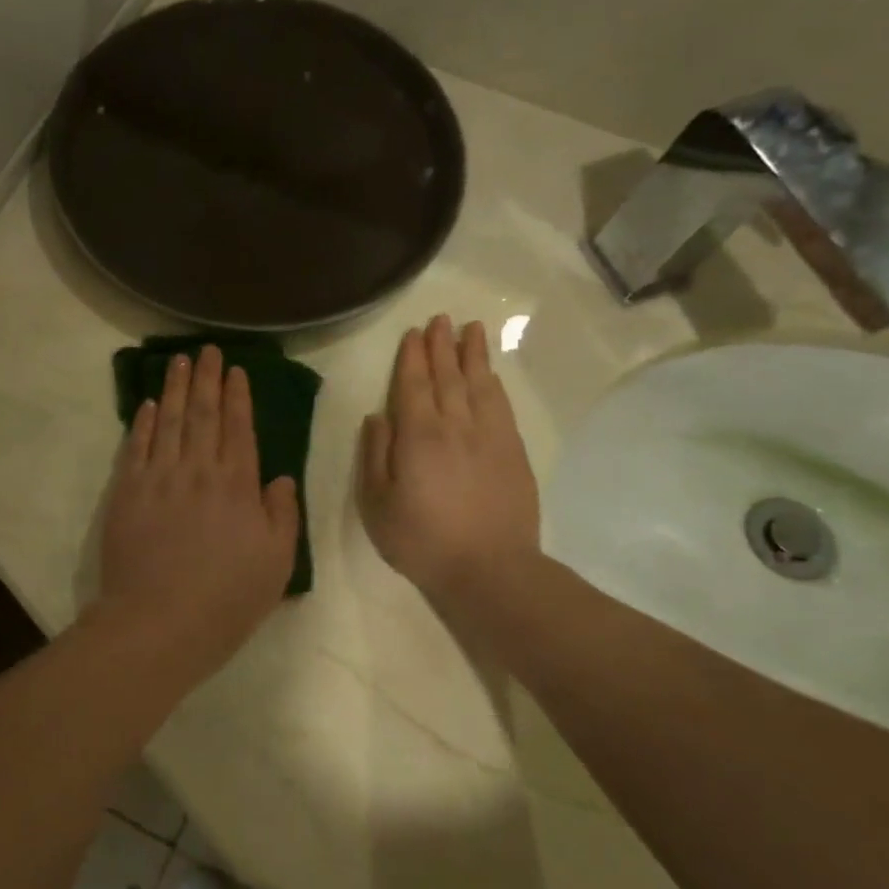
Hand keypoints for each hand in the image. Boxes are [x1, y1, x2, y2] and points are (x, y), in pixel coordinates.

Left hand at [96, 345, 299, 673]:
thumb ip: (281, 514)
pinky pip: (135, 447)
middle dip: (206, 379)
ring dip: (173, 388)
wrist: (160, 622)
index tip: (235, 370)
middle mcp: (198, 470)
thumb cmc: (227, 598)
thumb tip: (277, 478)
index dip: (237, 396)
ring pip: (166, 421)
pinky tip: (145, 405)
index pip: (238, 427)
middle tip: (206, 350)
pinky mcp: (126, 492)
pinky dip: (141, 423)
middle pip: (201, 414)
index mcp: (237, 485)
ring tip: (178, 361)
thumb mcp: (277, 562)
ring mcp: (158, 478)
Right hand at [358, 316, 541, 607]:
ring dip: (473, 355)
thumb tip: (377, 417)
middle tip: (440, 318)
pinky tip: (490, 374)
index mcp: (418, 436)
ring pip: (479, 384)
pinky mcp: (513, 452)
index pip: (413, 386)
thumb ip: (375, 456)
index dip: (412, 358)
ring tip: (471, 329)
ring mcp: (489, 436)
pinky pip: (501, 406)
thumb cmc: (422, 540)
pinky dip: (494, 384)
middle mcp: (455, 425)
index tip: (413, 334)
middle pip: (447, 377)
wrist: (490, 569)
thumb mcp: (378, 504)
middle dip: (441, 346)